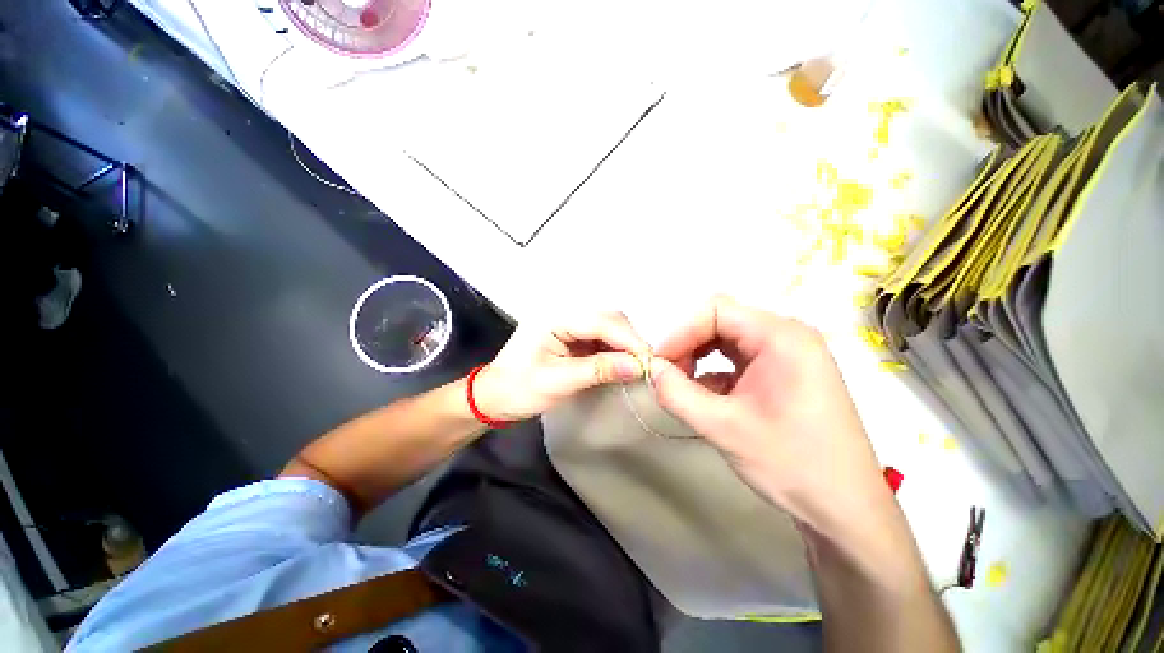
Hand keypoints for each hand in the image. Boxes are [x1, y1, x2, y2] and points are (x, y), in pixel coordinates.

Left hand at [474, 312, 650, 421]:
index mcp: (554, 317)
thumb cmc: (518, 389)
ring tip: (637, 367)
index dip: (629, 339)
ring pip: (607, 327)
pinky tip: (620, 365)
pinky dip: (613, 351)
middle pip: (607, 319)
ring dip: (624, 346)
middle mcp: (562, 313)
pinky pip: (599, 338)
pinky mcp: (570, 336)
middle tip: (647, 366)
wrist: (493, 397)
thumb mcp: (558, 382)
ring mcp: (567, 324)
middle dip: (629, 341)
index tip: (650, 361)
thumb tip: (638, 366)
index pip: (601, 321)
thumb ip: (598, 370)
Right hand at [650, 296, 889, 530]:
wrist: (846, 511)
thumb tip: (650, 369)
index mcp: (782, 337)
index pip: (716, 310)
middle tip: (667, 375)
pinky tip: (705, 398)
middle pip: (721, 322)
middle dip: (688, 345)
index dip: (681, 332)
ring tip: (683, 386)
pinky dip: (714, 372)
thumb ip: (676, 394)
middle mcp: (787, 336)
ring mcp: (787, 354)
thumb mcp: (723, 428)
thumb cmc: (792, 464)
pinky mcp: (783, 373)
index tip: (659, 363)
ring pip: (726, 340)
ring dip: (698, 358)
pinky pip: (738, 359)